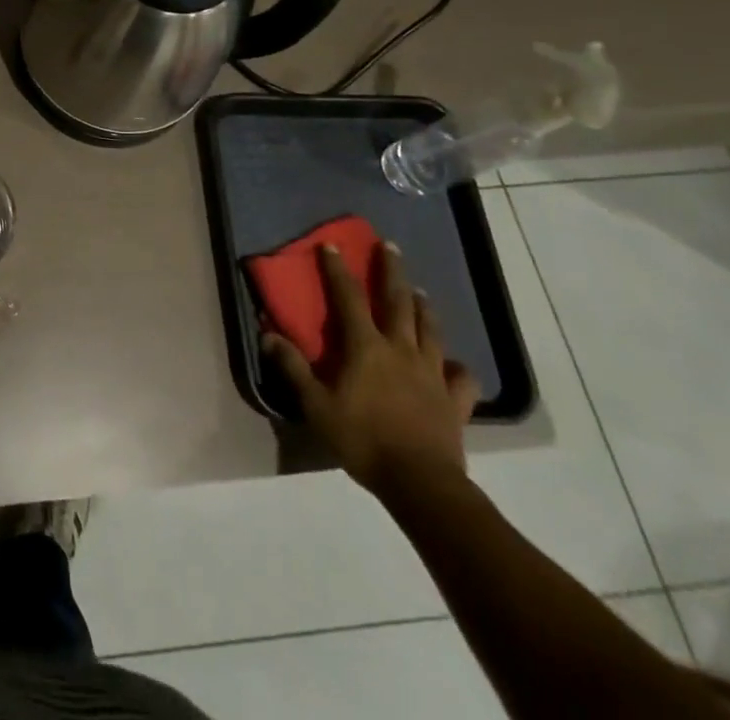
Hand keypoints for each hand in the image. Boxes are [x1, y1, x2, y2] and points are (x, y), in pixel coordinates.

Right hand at [263, 242, 479, 500]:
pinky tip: (454, 365)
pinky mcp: (455, 401)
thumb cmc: (362, 439)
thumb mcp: (315, 405)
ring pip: (430, 331)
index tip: (332, 245)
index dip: (338, 269)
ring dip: (424, 308)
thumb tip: (267, 334)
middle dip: (392, 272)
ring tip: (420, 293)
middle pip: (398, 302)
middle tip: (390, 247)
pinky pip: (462, 378)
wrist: (421, 484)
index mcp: (366, 347)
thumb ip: (292, 368)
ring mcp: (432, 374)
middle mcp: (401, 350)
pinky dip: (458, 367)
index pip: (348, 296)